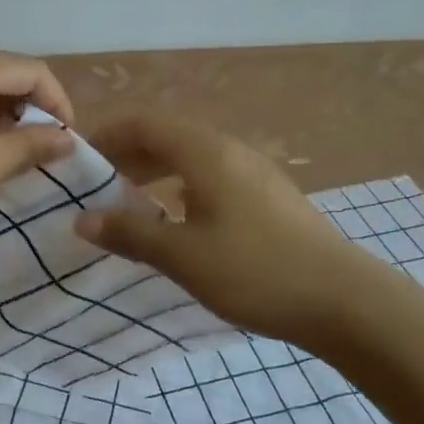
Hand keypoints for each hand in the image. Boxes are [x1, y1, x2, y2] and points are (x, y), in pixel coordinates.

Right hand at [73, 113, 378, 342]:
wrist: (345, 300)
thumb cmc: (255, 271)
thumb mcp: (183, 256)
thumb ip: (130, 234)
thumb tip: (82, 220)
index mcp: (205, 152)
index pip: (144, 123)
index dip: (107, 134)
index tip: (78, 159)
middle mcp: (230, 151)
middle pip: (168, 136)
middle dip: (128, 155)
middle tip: (96, 184)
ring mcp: (254, 173)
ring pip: (191, 158)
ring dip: (155, 172)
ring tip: (129, 201)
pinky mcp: (269, 197)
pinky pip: (211, 177)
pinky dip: (181, 187)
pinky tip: (177, 221)